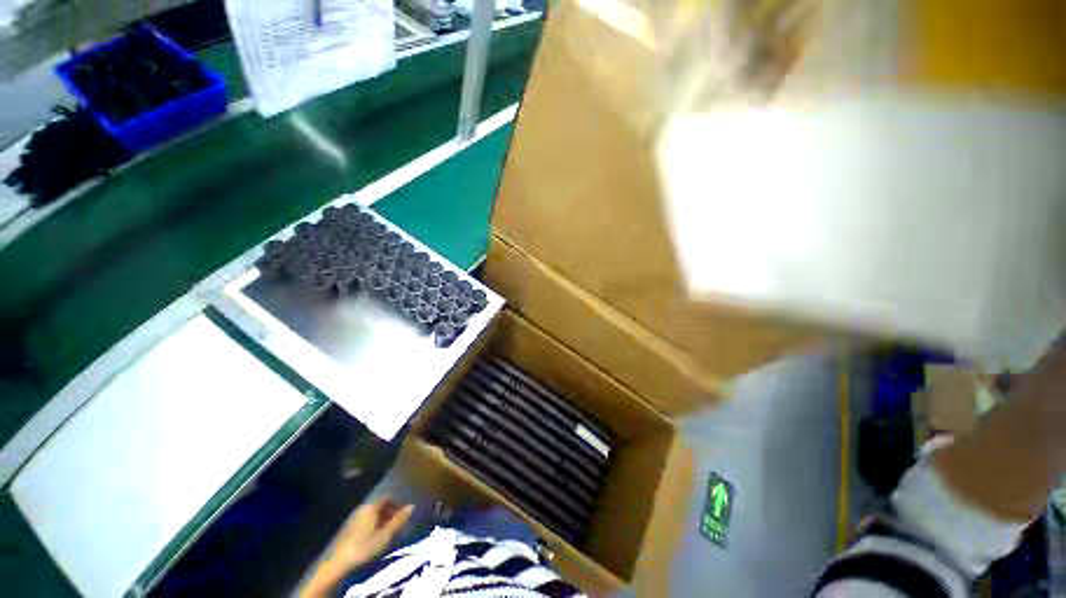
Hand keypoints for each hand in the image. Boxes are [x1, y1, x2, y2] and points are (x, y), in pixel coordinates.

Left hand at [328, 498, 413, 568]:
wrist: (338, 563)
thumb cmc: (364, 546)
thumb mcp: (385, 535)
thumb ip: (399, 520)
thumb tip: (412, 506)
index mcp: (371, 506)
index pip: (387, 497)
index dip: (397, 503)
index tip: (403, 514)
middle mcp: (362, 507)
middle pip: (379, 505)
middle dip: (390, 512)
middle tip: (397, 524)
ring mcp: (353, 517)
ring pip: (372, 513)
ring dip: (381, 519)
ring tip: (387, 532)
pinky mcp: (347, 528)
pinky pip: (365, 520)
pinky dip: (372, 525)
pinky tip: (374, 537)